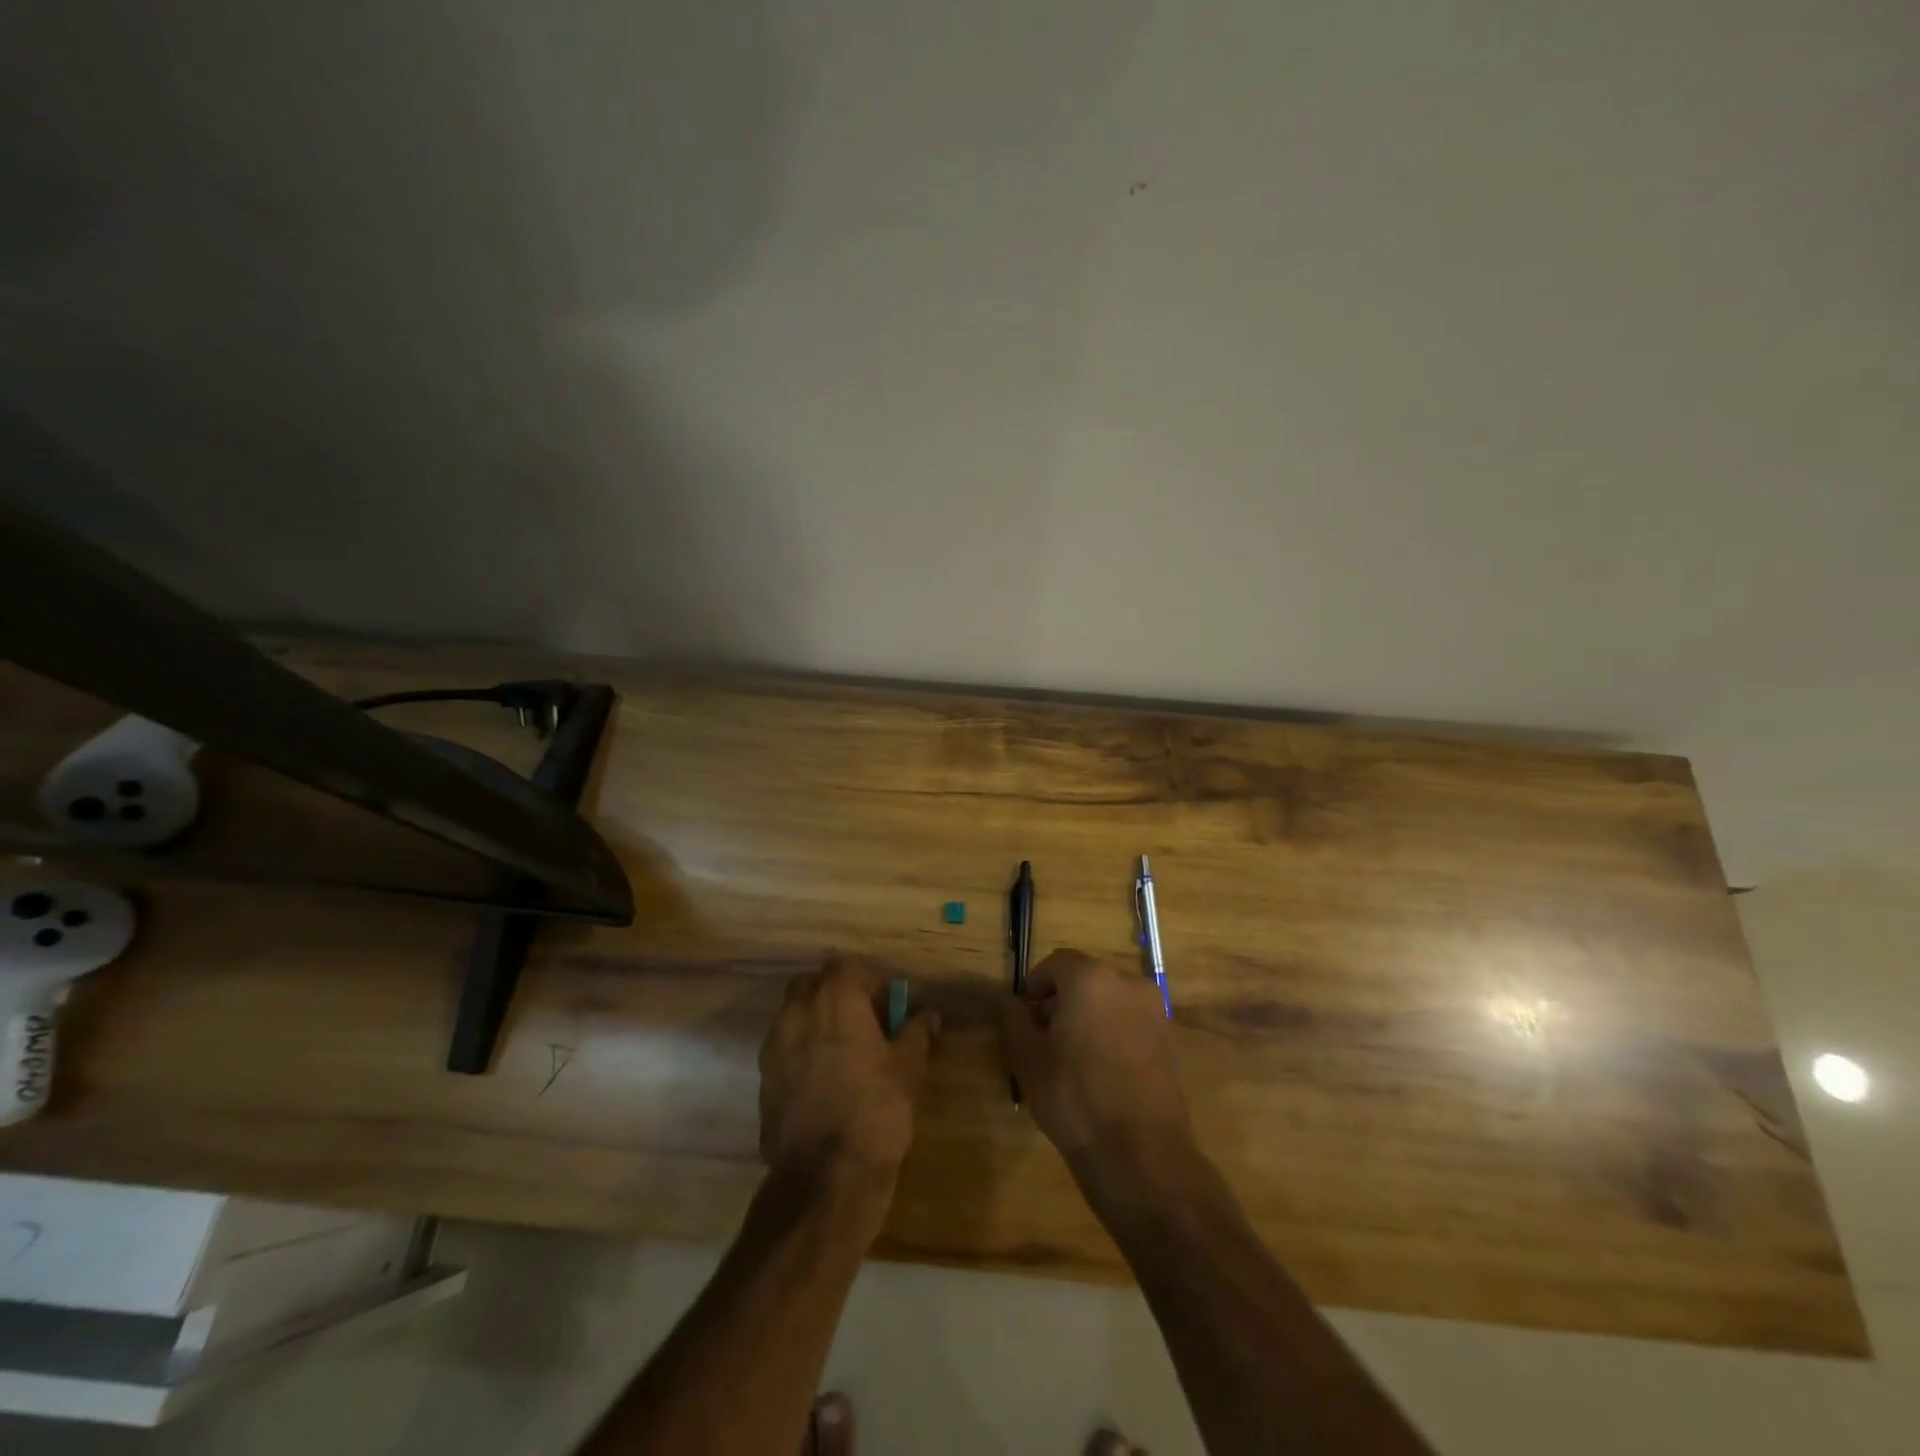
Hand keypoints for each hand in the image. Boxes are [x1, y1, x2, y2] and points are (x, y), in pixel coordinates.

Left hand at [758, 955, 938, 1195]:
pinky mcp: (764, 1079)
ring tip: (844, 1051)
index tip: (888, 1002)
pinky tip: (824, 1079)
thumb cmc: (875, 1111)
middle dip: (836, 994)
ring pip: (794, 1014)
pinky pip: (784, 1048)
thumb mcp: (909, 1069)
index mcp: (835, 999)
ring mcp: (775, 1046)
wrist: (824, 1179)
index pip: (848, 965)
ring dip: (816, 1021)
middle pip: (814, 984)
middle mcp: (798, 1012)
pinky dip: (802, 1051)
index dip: (869, 978)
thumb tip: (928, 1015)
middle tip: (864, 1021)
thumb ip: (917, 1033)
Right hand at [999, 950, 1195, 1183]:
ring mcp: (1154, 1010)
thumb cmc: (1075, 1097)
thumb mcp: (1027, 1058)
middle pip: (1085, 978)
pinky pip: (1130, 1021)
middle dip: (1061, 999)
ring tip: (1071, 1056)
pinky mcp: (1169, 1038)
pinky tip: (1100, 1069)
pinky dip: (1112, 1031)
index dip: (1035, 984)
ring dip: (1087, 1015)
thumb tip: (1012, 1001)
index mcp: (1091, 978)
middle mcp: (1127, 982)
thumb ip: (1014, 1019)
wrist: (1141, 1153)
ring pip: (1109, 999)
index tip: (1023, 1015)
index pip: (1056, 963)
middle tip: (1043, 1036)